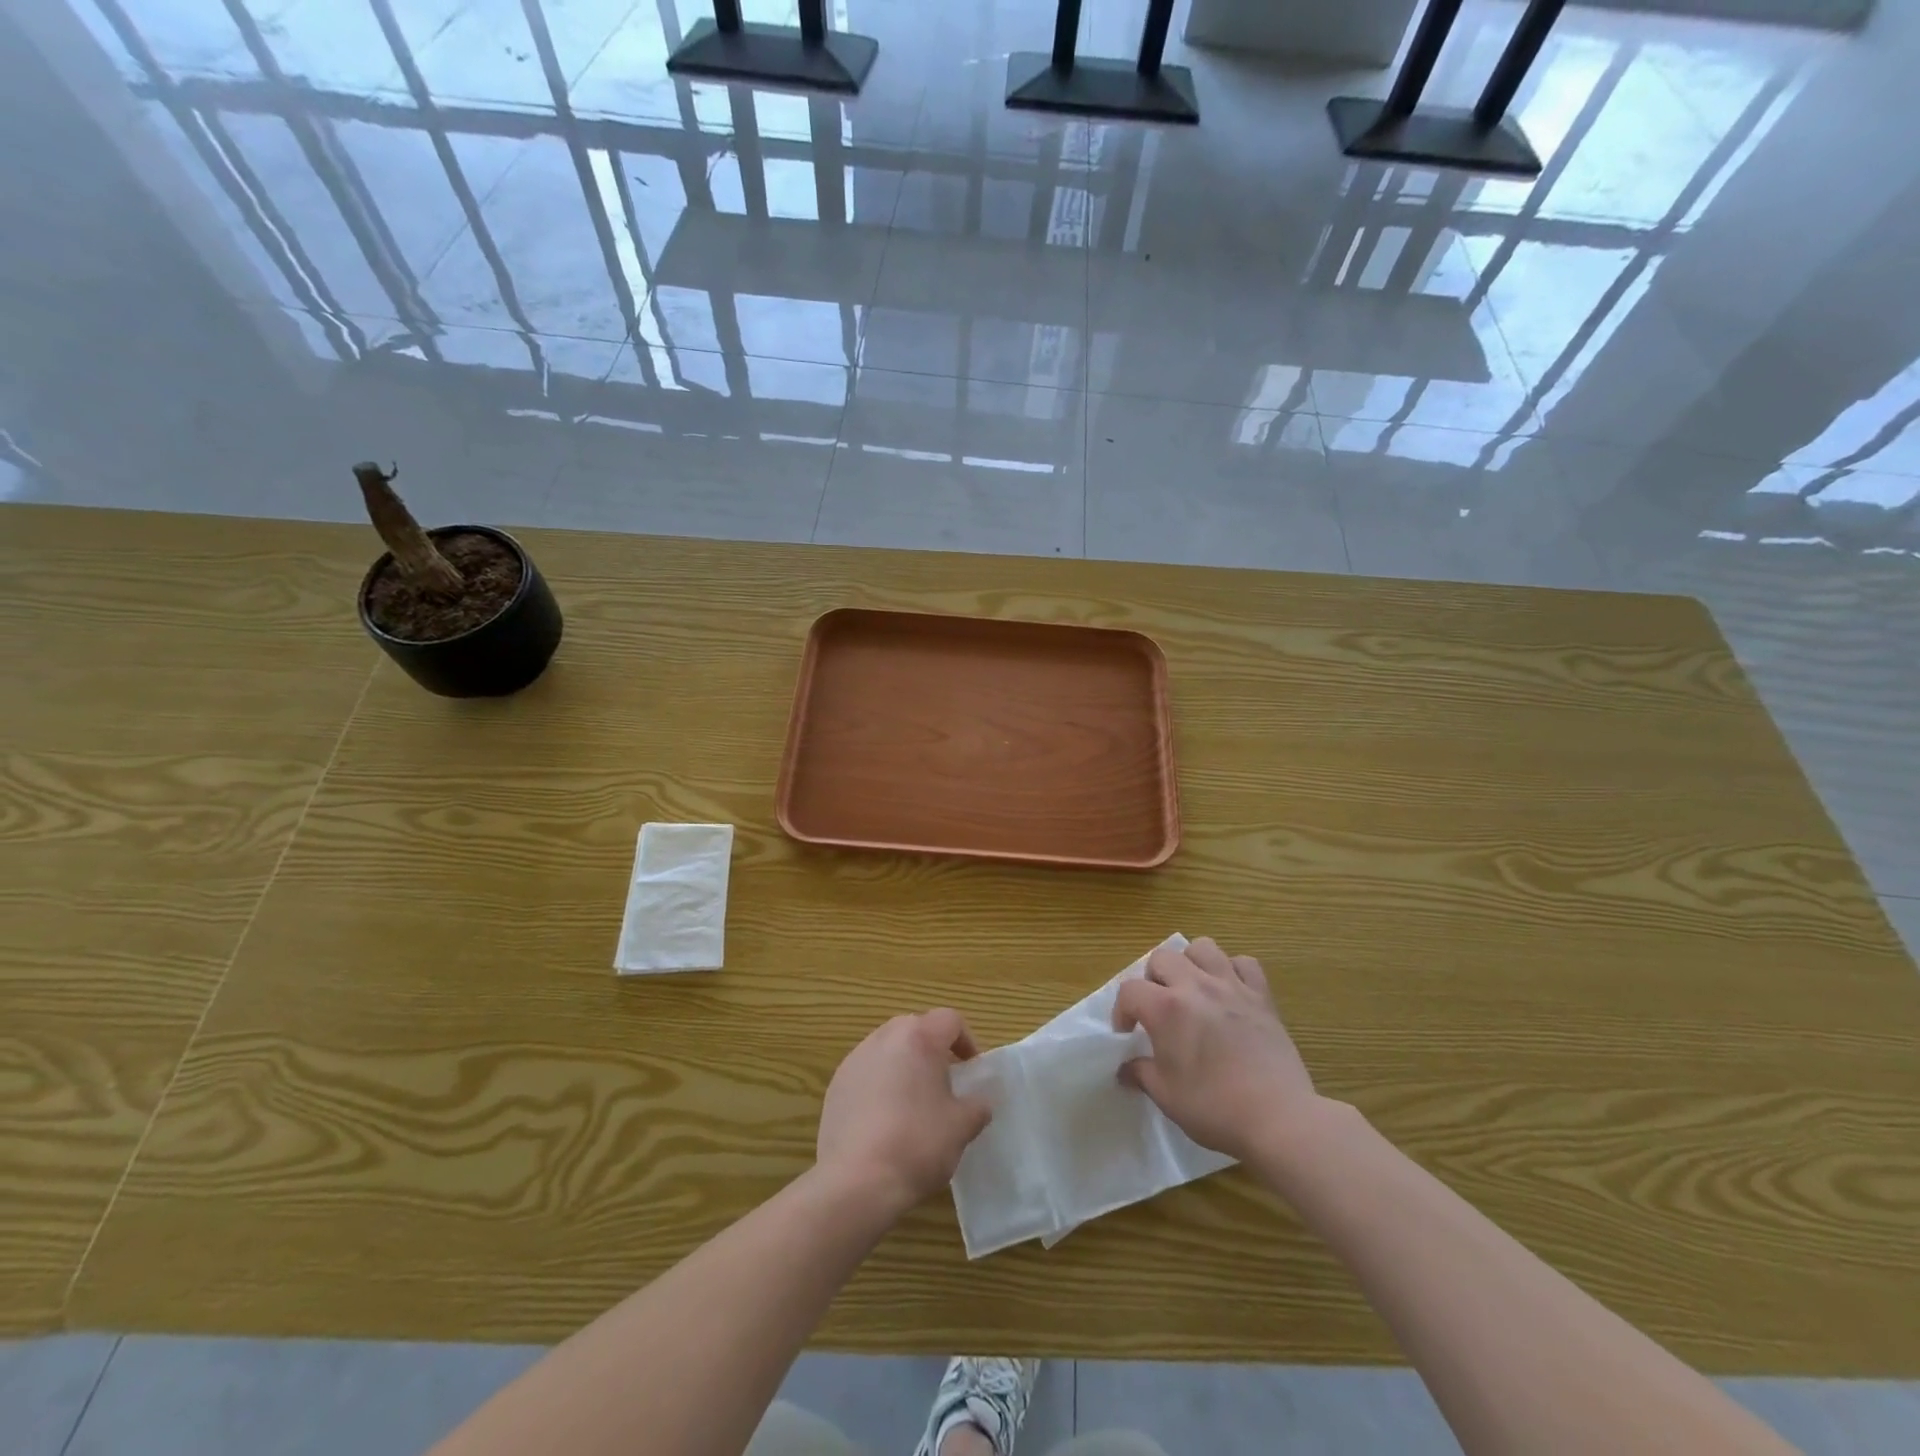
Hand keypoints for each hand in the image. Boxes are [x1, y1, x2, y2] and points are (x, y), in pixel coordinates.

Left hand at [817, 1009, 992, 1220]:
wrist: (856, 1181)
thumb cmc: (918, 1144)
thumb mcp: (961, 1127)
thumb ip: (977, 1106)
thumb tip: (979, 1102)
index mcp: (918, 1037)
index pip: (949, 1020)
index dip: (967, 1041)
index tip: (971, 1069)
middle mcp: (884, 1037)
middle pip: (915, 1028)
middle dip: (933, 1049)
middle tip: (945, 1082)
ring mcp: (855, 1059)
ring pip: (888, 1048)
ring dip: (904, 1065)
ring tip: (913, 1102)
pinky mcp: (835, 1085)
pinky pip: (866, 1072)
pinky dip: (880, 1084)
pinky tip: (884, 1120)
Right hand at [1114, 937, 1319, 1162]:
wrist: (1279, 1118)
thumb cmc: (1215, 1108)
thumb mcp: (1166, 1096)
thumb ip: (1141, 1074)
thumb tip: (1126, 1069)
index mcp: (1166, 1008)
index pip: (1129, 991)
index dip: (1121, 1011)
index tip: (1128, 1034)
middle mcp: (1196, 986)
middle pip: (1162, 958)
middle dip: (1152, 980)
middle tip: (1158, 1009)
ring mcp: (1232, 987)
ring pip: (1202, 947)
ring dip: (1190, 964)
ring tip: (1191, 990)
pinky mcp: (1262, 996)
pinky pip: (1244, 963)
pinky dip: (1232, 970)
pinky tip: (1229, 993)